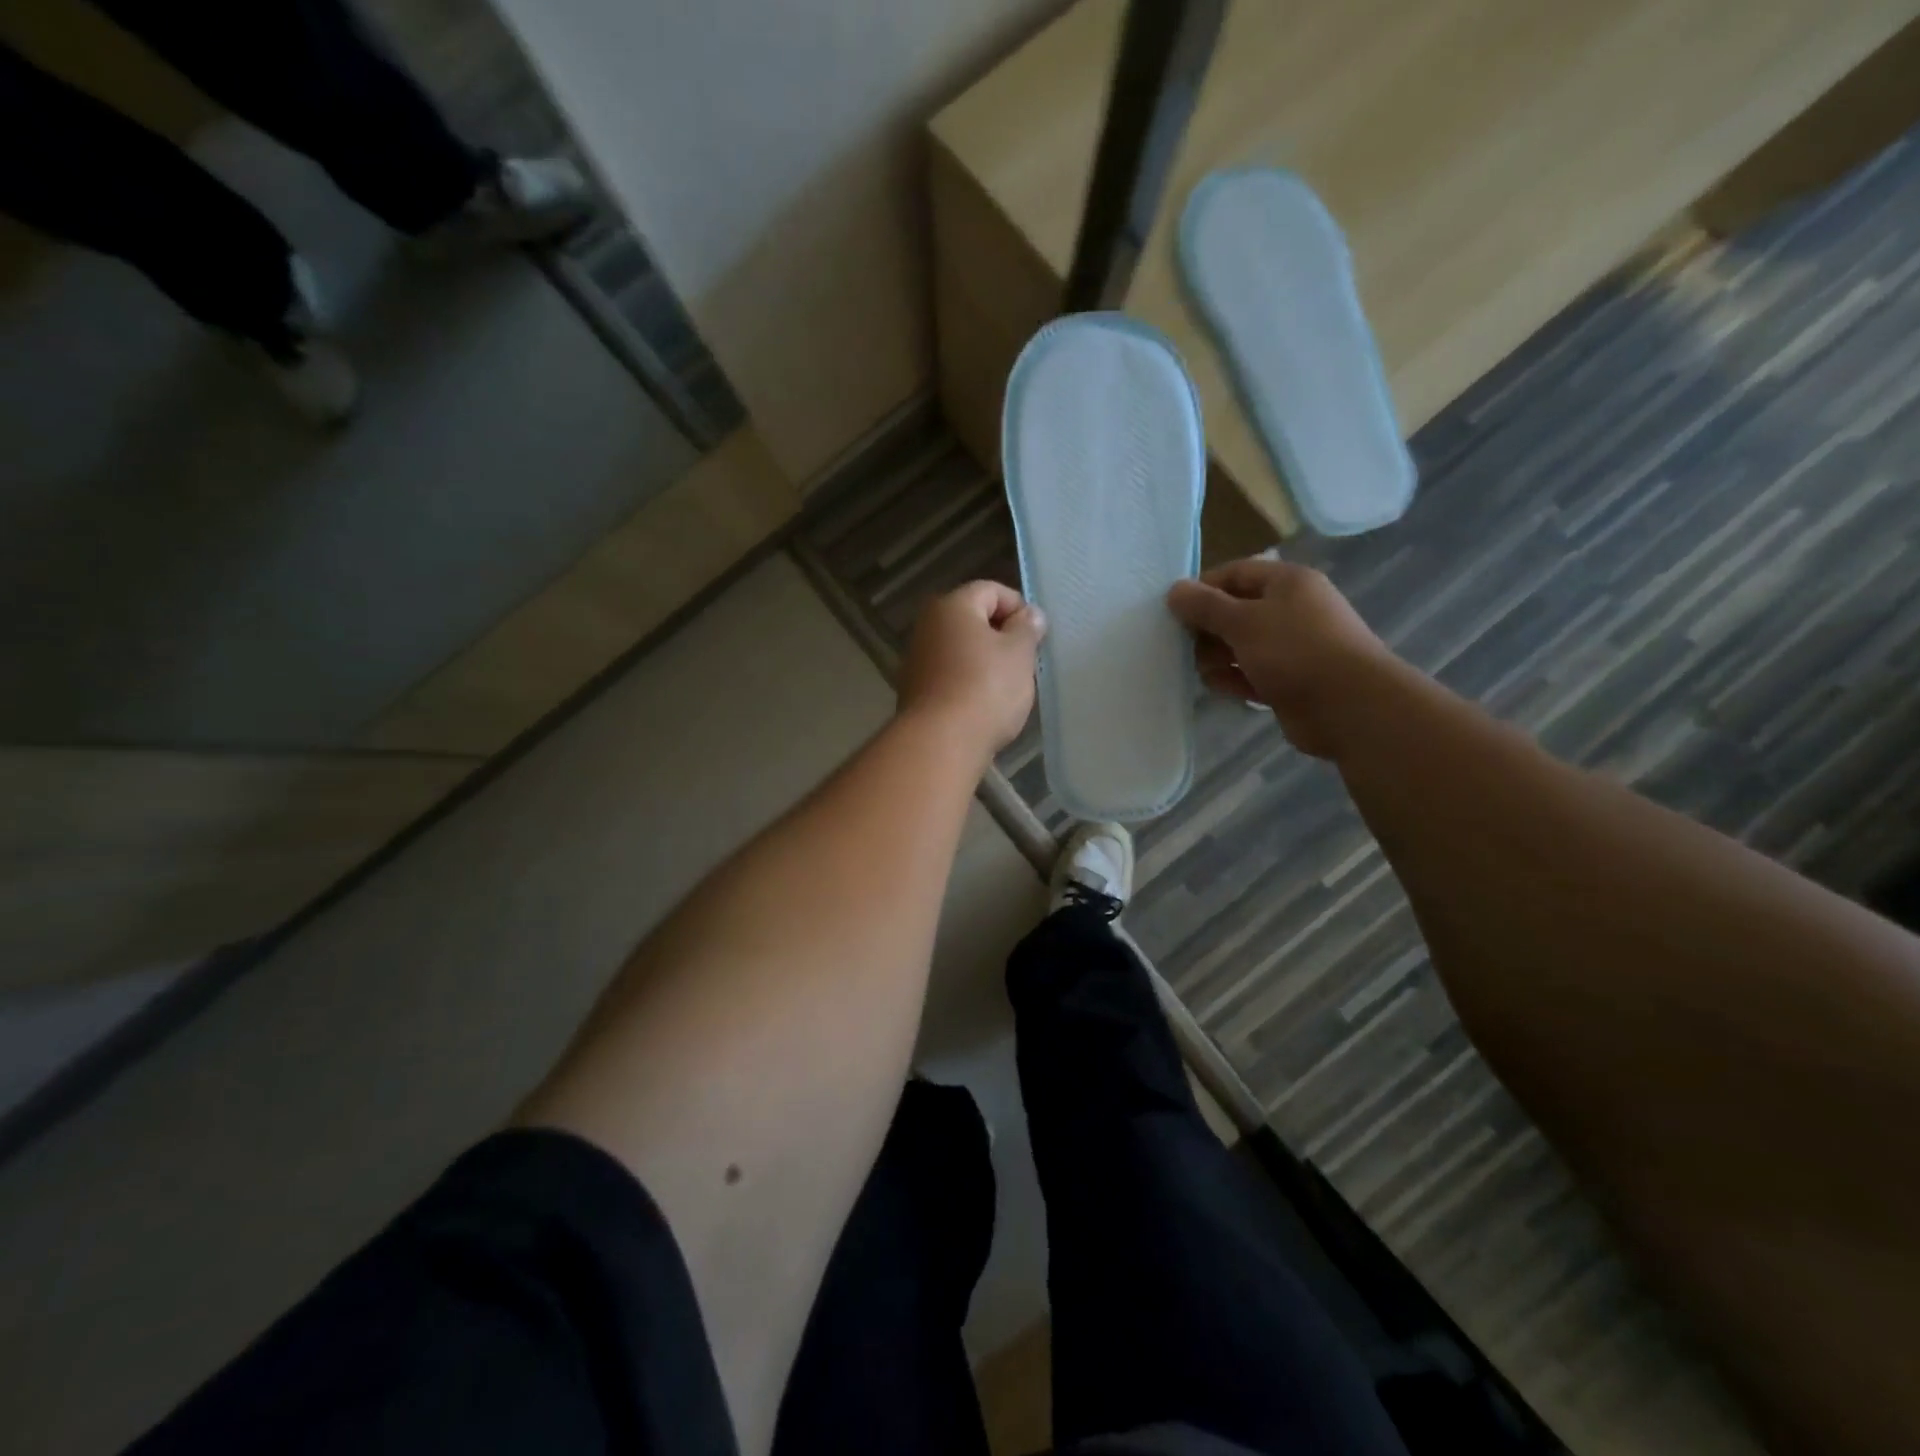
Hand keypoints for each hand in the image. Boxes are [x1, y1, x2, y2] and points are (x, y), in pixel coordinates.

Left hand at [898, 581, 1045, 756]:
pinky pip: (950, 676)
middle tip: (1025, 661)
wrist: (941, 742)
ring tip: (1008, 686)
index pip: (990, 590)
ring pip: (961, 649)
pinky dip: (968, 682)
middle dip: (1001, 636)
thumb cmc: (986, 688)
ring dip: (985, 661)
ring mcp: (917, 660)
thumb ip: (1027, 628)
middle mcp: (927, 626)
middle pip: (972, 619)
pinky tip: (984, 705)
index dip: (1018, 607)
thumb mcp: (1019, 654)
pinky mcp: (915, 691)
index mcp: (952, 606)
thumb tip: (1030, 614)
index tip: (1036, 635)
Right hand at [1167, 557, 1390, 758]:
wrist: (1349, 707)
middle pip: (1236, 610)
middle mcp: (1291, 610)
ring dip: (1217, 656)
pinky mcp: (1289, 681)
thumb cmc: (1295, 651)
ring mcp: (1292, 648)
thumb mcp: (1243, 622)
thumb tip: (1174, 590)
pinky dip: (1233, 678)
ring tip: (1203, 671)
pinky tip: (1218, 687)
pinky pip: (1251, 673)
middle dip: (1207, 628)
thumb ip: (1205, 606)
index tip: (1174, 612)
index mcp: (1287, 582)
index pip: (1235, 573)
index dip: (1203, 589)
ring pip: (1241, 645)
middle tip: (1184, 646)